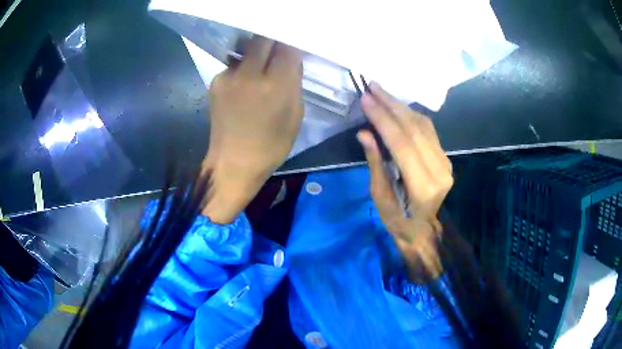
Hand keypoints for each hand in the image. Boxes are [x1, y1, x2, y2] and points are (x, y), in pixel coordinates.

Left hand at [202, 36, 303, 223]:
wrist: (234, 163)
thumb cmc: (271, 145)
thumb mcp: (295, 115)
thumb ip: (295, 83)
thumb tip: (291, 61)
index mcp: (275, 85)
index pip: (286, 46)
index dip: (292, 43)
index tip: (295, 44)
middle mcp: (250, 74)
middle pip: (262, 39)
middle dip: (273, 40)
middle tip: (279, 48)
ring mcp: (229, 76)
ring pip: (246, 49)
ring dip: (257, 53)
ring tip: (261, 68)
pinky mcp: (215, 81)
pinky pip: (234, 65)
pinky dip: (243, 68)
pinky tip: (244, 84)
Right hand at [357, 83, 452, 279]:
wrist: (425, 230)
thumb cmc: (399, 222)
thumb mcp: (381, 198)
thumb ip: (375, 163)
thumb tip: (365, 133)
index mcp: (423, 186)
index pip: (402, 143)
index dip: (383, 119)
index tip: (366, 100)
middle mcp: (439, 170)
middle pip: (414, 129)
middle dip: (391, 105)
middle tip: (372, 87)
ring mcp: (445, 162)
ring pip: (423, 125)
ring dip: (400, 106)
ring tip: (381, 91)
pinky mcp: (445, 157)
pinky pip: (428, 130)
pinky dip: (411, 115)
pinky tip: (397, 106)